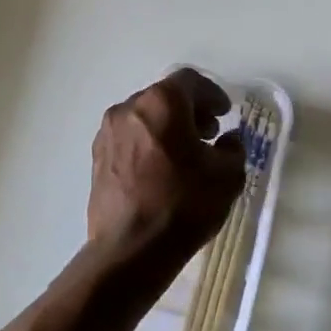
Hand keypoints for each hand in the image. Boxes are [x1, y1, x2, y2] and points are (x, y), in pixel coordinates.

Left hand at [87, 68, 245, 264]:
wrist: (130, 249)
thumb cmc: (184, 205)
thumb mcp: (227, 176)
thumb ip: (233, 149)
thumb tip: (227, 141)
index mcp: (162, 102)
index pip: (190, 81)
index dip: (212, 94)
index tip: (225, 113)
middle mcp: (129, 108)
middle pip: (164, 97)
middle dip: (189, 111)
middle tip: (209, 134)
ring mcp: (107, 133)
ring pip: (144, 118)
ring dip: (167, 128)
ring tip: (186, 156)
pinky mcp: (97, 158)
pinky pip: (129, 139)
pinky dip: (148, 144)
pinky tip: (162, 171)